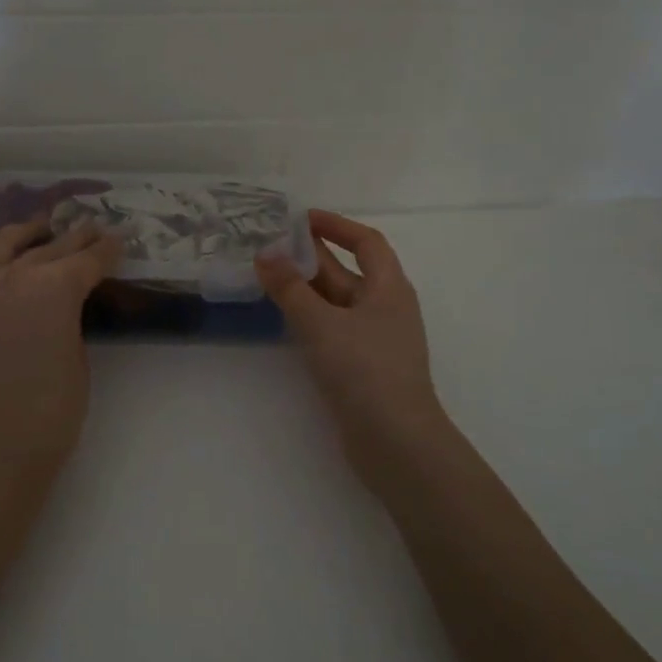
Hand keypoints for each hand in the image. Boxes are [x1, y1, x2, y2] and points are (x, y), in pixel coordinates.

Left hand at [0, 219, 122, 470]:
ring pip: (2, 245)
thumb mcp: (78, 356)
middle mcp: (9, 275)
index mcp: (52, 288)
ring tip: (43, 229)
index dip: (106, 250)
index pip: (86, 259)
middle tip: (91, 229)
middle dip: (74, 238)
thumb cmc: (50, 413)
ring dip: (28, 235)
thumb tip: (64, 302)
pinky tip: (7, 261)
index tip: (118, 241)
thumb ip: (70, 316)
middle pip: (48, 247)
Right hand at [257, 210, 452, 488]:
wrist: (396, 443)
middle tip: (271, 246)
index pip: (366, 243)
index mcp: (389, 288)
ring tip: (269, 276)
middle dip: (312, 257)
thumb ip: (291, 289)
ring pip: (338, 302)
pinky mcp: (362, 367)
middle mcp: (385, 308)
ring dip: (307, 288)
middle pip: (348, 271)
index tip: (301, 219)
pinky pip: (334, 329)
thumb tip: (266, 253)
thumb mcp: (322, 324)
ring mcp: (375, 340)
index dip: (336, 226)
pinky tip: (285, 319)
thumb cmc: (365, 370)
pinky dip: (310, 318)